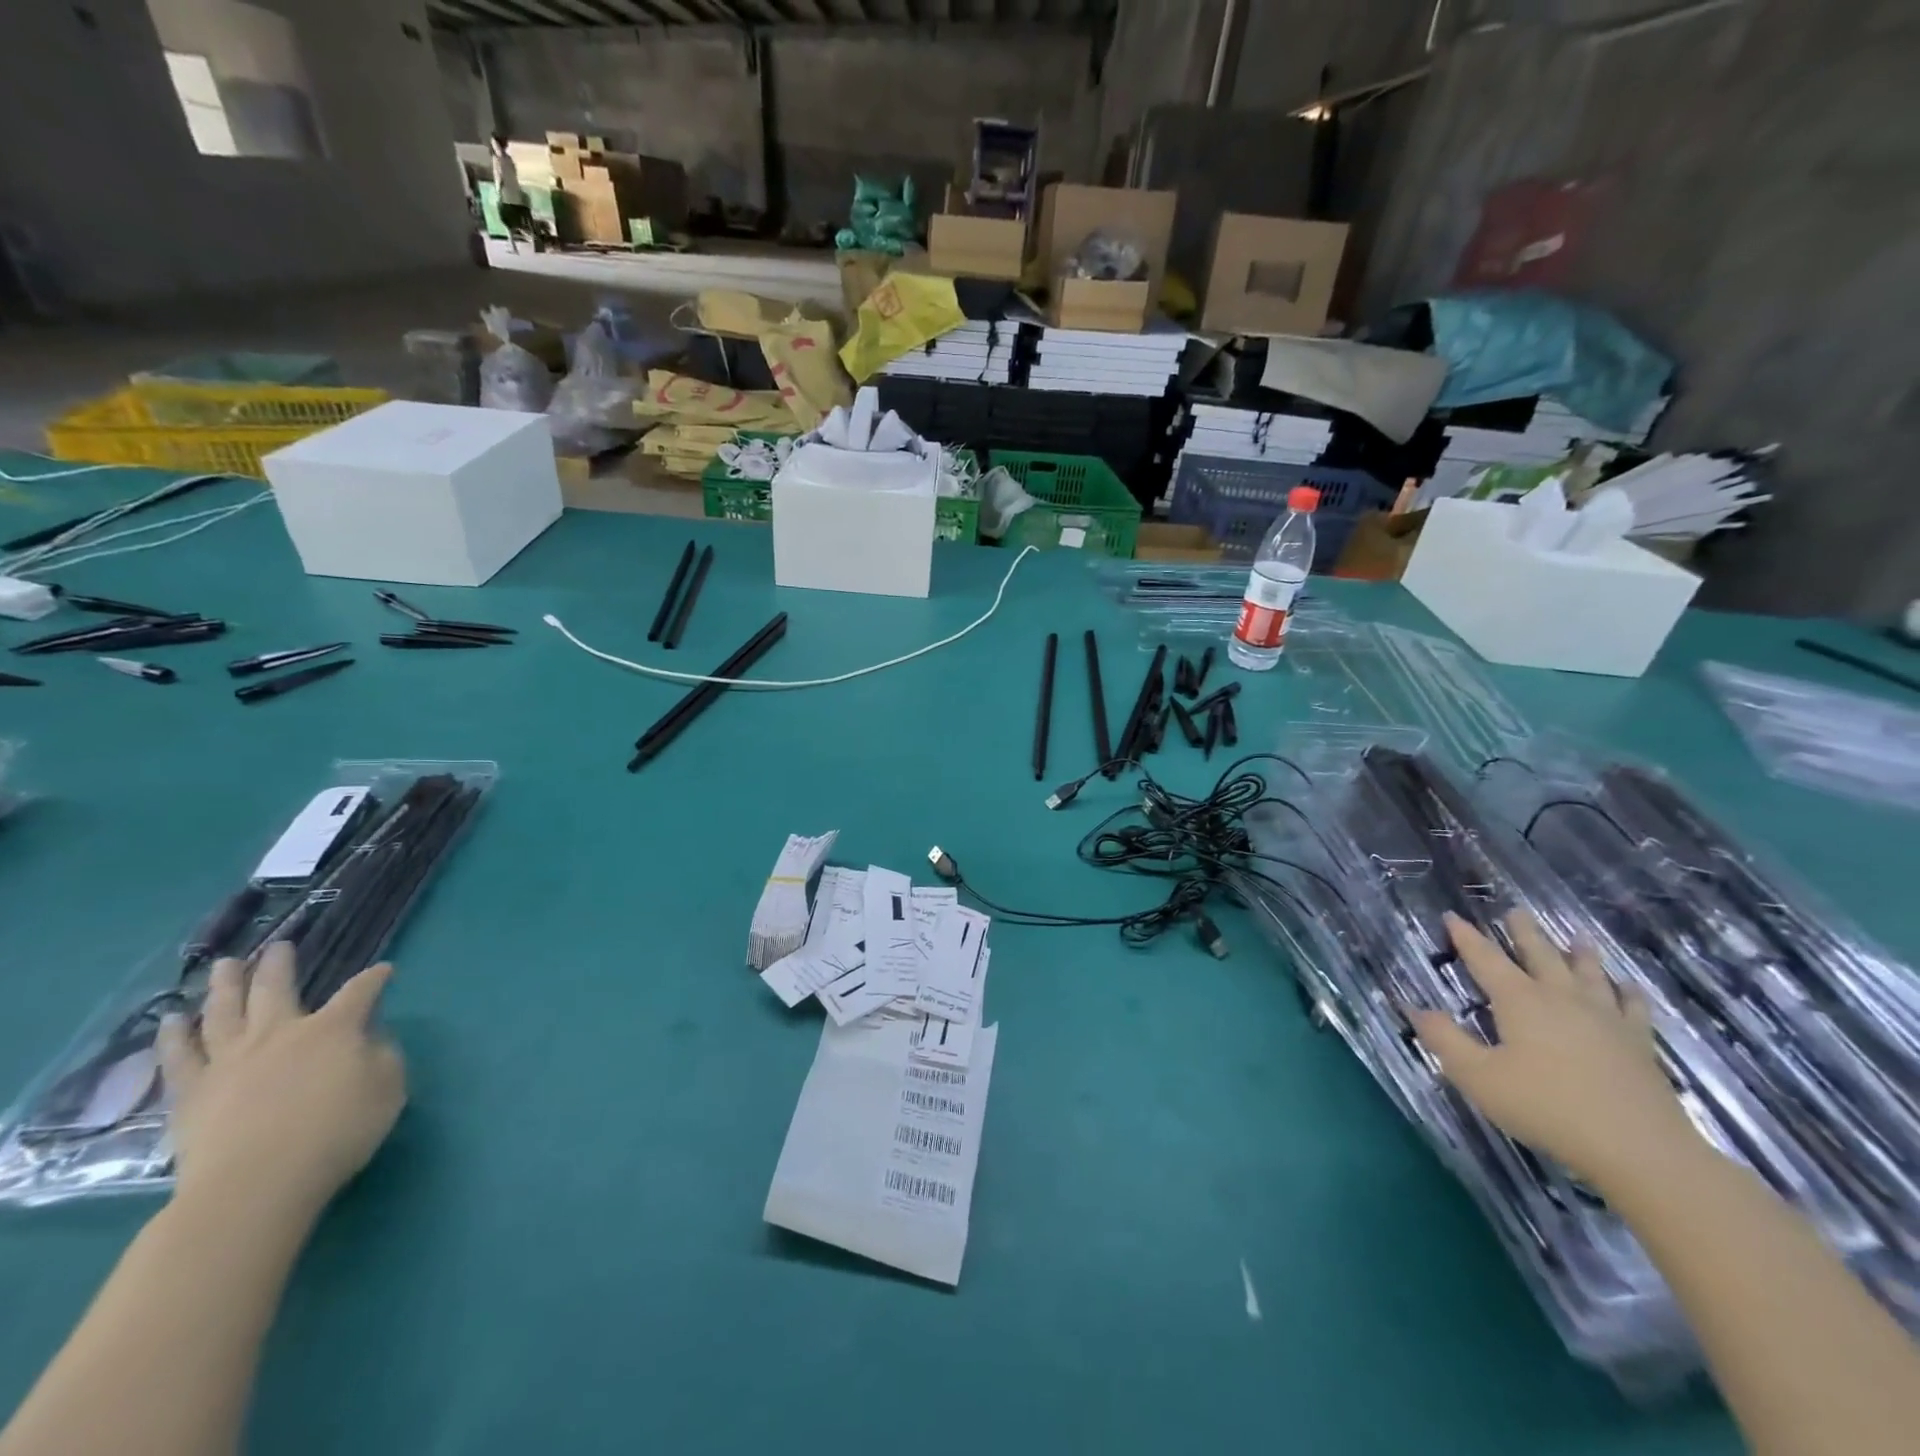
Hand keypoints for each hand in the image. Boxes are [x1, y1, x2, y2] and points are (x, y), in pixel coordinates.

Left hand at [156, 943, 405, 1222]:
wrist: (255, 1184)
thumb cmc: (336, 1132)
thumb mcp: (387, 1090)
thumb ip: (382, 1057)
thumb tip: (369, 1039)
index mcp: (333, 1030)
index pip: (360, 992)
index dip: (375, 979)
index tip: (384, 971)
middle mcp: (281, 1033)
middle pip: (278, 989)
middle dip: (280, 965)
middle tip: (278, 946)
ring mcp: (231, 1060)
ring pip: (224, 1011)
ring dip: (225, 984)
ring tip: (223, 965)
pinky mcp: (192, 1092)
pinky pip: (179, 1056)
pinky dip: (174, 1035)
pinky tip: (171, 1019)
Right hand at [1410, 910, 1695, 1188]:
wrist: (1640, 1149)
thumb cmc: (1546, 1108)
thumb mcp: (1478, 1076)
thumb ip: (1445, 1039)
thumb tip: (1415, 1008)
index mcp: (1519, 1001)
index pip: (1485, 959)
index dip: (1466, 936)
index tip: (1453, 916)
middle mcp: (1561, 998)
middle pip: (1540, 955)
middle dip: (1524, 933)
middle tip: (1517, 911)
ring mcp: (1605, 1019)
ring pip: (1589, 974)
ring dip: (1580, 954)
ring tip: (1578, 938)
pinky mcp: (1638, 1044)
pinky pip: (1633, 1008)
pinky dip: (1628, 993)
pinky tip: (1628, 988)